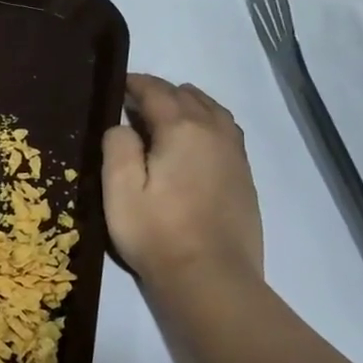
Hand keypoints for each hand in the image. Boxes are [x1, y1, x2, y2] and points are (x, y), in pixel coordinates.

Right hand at [102, 73, 263, 286]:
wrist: (211, 278)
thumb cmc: (157, 232)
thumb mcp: (119, 189)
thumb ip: (117, 146)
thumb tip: (123, 126)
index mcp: (182, 129)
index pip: (157, 92)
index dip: (135, 84)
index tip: (118, 85)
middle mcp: (214, 133)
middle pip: (189, 96)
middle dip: (161, 92)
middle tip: (134, 103)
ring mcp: (235, 155)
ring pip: (213, 111)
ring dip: (188, 105)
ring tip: (166, 115)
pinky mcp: (245, 177)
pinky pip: (226, 132)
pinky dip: (207, 124)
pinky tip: (194, 143)